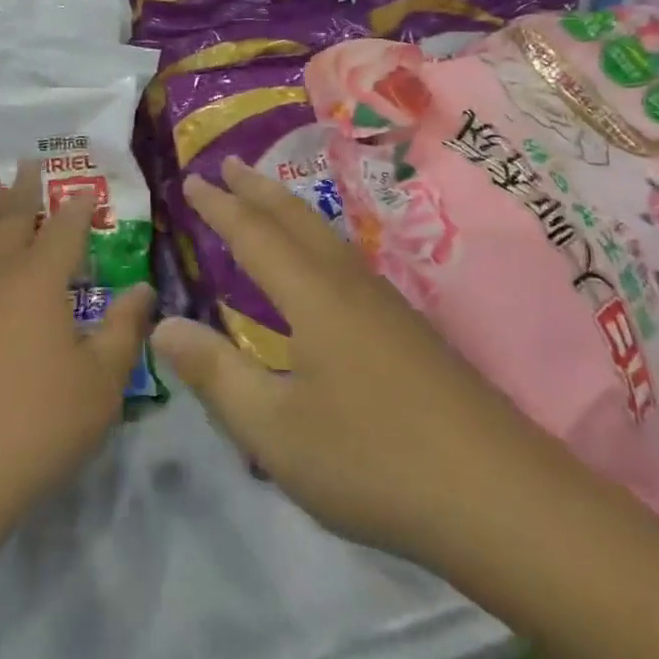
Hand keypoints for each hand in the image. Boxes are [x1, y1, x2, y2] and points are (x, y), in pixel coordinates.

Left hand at [0, 162, 153, 532]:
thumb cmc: (31, 426)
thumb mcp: (99, 384)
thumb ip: (123, 330)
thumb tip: (142, 289)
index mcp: (37, 280)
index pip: (63, 229)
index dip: (77, 207)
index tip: (84, 186)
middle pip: (9, 220)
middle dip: (22, 190)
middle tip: (25, 161)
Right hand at [152, 157, 529, 571]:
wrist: (497, 494)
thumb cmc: (372, 460)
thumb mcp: (273, 429)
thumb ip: (215, 374)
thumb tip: (162, 325)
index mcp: (312, 296)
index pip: (254, 235)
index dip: (220, 206)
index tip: (193, 180)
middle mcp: (349, 284)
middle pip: (297, 219)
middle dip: (258, 190)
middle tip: (228, 164)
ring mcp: (386, 305)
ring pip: (328, 238)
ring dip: (290, 211)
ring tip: (268, 201)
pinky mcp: (410, 331)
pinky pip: (348, 262)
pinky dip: (317, 242)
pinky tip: (323, 269)